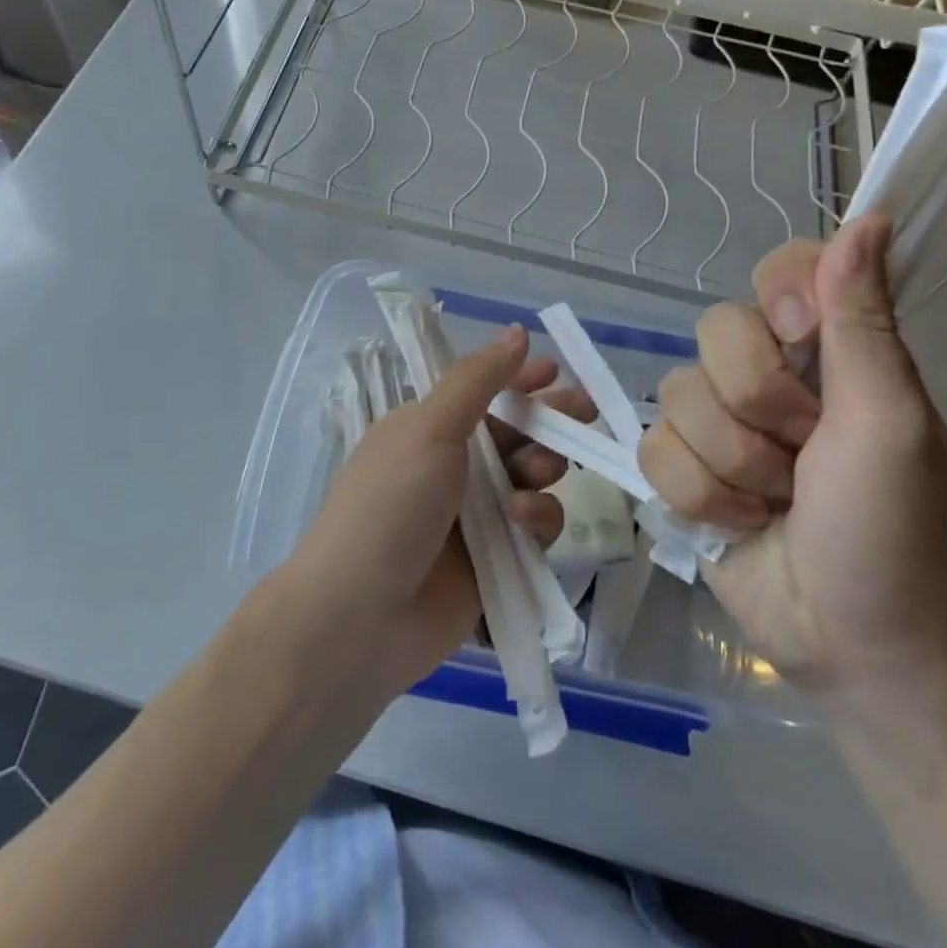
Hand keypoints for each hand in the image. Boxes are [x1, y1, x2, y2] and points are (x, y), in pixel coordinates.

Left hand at [282, 325, 589, 699]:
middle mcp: (452, 467)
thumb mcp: (429, 428)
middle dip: (549, 421)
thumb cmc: (392, 503)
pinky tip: (523, 524)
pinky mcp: (495, 560)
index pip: (482, 392)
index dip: (519, 380)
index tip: (556, 373)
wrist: (361, 615)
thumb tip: (516, 332)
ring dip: (541, 469)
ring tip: (536, 475)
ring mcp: (474, 516)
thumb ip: (478, 380)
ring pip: (530, 479)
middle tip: (584, 413)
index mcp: (427, 428)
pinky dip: (536, 520)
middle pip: (515, 433)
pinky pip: (534, 529)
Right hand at [641, 215, 946, 695]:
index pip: (780, 268)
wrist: (853, 643)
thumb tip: (869, 217)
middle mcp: (767, 374)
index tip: (802, 338)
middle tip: (805, 456)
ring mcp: (719, 421)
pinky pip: (653, 449)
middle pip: (715, 332)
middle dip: (759, 408)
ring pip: (677, 395)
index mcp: (828, 352)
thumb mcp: (887, 421)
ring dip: (732, 465)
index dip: (779, 297)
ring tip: (776, 504)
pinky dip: (699, 496)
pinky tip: (739, 524)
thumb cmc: (892, 531)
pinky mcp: (682, 467)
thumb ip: (862, 321)